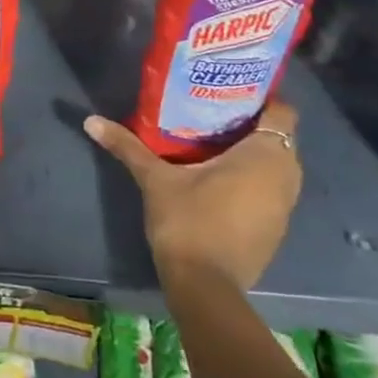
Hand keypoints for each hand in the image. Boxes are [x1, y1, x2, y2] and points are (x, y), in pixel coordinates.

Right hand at [84, 102, 301, 293]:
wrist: (205, 286)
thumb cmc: (188, 220)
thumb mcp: (154, 179)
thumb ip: (127, 146)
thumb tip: (91, 120)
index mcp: (266, 154)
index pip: (281, 109)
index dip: (259, 97)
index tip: (227, 91)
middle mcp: (286, 175)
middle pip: (277, 136)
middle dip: (249, 124)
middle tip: (211, 113)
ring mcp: (285, 206)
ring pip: (274, 166)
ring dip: (251, 155)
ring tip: (211, 144)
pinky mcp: (276, 229)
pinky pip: (269, 190)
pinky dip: (251, 181)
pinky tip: (218, 181)